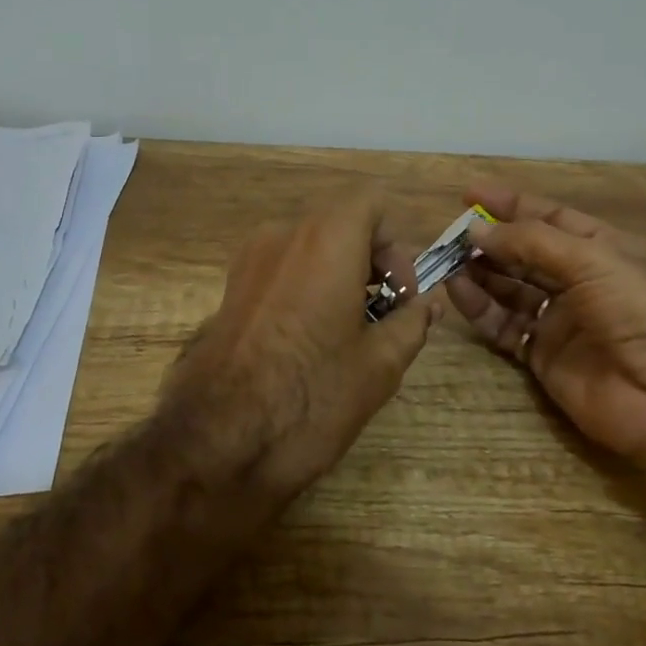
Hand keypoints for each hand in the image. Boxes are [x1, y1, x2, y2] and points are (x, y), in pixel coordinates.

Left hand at [161, 189, 440, 495]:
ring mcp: (248, 261)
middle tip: (386, 314)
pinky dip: (307, 287)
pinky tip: (311, 341)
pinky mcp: (229, 290)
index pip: (372, 204)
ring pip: (309, 247)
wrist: (218, 441)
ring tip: (350, 332)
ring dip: (339, 274)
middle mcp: (283, 235)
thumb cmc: (312, 395)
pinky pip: (281, 270)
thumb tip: (427, 305)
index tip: (402, 294)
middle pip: (340, 224)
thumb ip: (411, 322)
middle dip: (371, 261)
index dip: (396, 245)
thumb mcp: (380, 364)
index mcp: (326, 239)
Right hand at [445, 183, 645, 489]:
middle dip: (490, 241)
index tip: (468, 195)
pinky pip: (505, 327)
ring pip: (510, 289)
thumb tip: (477, 229)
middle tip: (450, 236)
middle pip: (525, 253)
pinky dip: (481, 310)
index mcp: (603, 248)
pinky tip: (457, 293)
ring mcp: (562, 320)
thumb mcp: (593, 260)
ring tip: (446, 262)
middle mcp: (581, 280)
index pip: (549, 217)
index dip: (510, 204)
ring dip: (480, 273)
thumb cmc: (643, 312)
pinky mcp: (545, 358)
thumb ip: (531, 242)